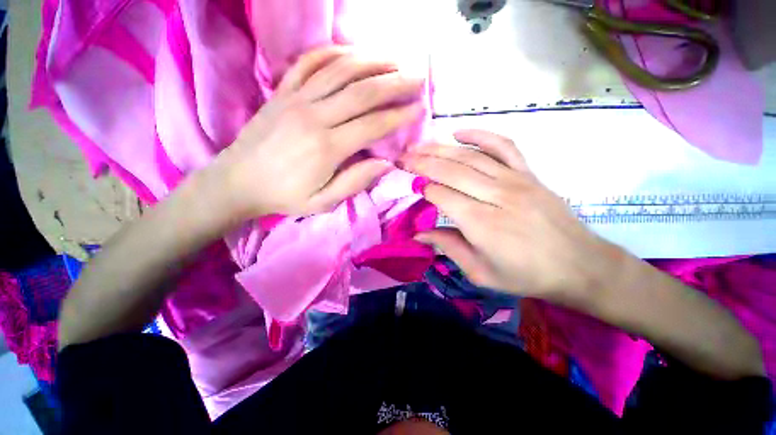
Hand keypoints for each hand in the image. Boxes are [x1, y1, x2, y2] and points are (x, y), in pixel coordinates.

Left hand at [210, 46, 424, 218]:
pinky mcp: (282, 91)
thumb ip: (355, 182)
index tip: (418, 109)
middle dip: (394, 83)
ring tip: (394, 60)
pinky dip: (333, 53)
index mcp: (327, 147)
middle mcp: (314, 116)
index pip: (373, 125)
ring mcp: (296, 98)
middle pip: (362, 91)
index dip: (399, 116)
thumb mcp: (323, 201)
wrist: (237, 181)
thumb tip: (386, 163)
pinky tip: (351, 53)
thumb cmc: (284, 195)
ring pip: (340, 70)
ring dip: (371, 61)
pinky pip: (309, 62)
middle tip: (416, 78)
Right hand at [403, 130, 625, 308]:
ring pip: (469, 157)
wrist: (580, 266)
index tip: (412, 187)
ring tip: (418, 145)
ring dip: (440, 149)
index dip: (424, 189)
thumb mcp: (480, 272)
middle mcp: (496, 196)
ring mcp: (515, 181)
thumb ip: (448, 247)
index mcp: (481, 224)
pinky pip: (503, 146)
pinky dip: (480, 135)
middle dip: (421, 162)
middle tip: (402, 157)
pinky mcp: (528, 174)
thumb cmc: (526, 276)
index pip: (442, 196)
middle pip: (451, 171)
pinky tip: (459, 132)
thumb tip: (418, 234)